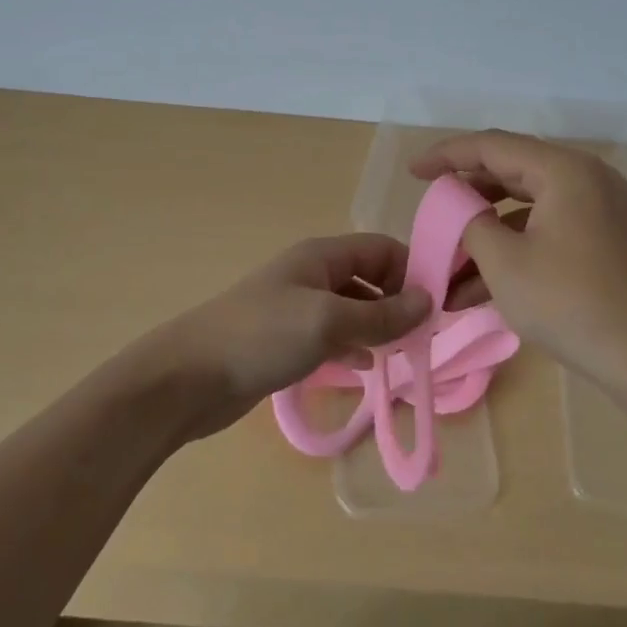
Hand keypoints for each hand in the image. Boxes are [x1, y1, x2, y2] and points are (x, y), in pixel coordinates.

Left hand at [146, 234, 432, 437]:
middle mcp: (312, 274)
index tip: (437, 305)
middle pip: (368, 277)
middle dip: (397, 301)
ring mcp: (297, 308)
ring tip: (403, 352)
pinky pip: (332, 335)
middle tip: (424, 336)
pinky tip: (366, 366)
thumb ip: (381, 314)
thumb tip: (430, 302)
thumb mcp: (329, 322)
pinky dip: (352, 345)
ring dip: (378, 326)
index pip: (381, 249)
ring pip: (352, 309)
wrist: (188, 378)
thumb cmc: (262, 336)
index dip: (411, 270)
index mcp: (321, 256)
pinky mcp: (285, 340)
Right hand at [411, 130, 626, 401]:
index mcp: (563, 170)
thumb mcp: (504, 262)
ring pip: (525, 205)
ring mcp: (596, 208)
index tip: (412, 172)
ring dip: (485, 231)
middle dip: (466, 195)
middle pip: (511, 171)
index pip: (492, 146)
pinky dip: (512, 248)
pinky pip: (544, 229)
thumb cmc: (569, 303)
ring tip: (446, 262)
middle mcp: (584, 178)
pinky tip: (474, 288)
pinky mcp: (599, 238)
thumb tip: (459, 208)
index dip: (447, 155)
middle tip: (431, 209)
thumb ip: (470, 222)